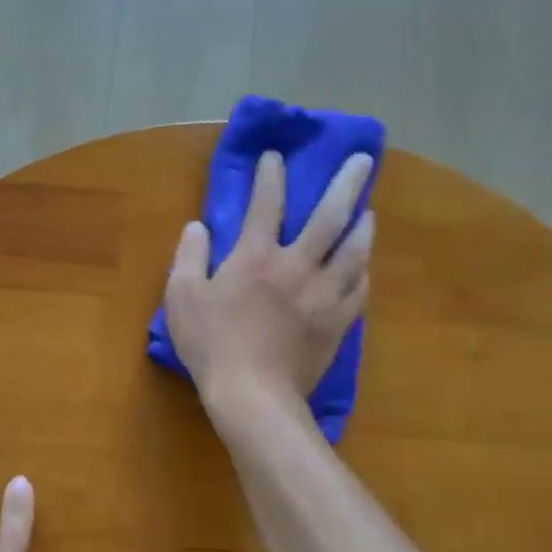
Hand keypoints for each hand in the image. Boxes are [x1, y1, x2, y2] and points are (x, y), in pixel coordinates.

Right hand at [163, 150, 374, 413]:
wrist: (253, 395)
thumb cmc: (211, 344)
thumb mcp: (182, 296)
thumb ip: (189, 256)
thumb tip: (198, 226)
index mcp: (256, 256)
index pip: (267, 204)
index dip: (271, 176)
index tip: (276, 157)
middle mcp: (297, 266)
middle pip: (330, 217)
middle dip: (347, 184)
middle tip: (364, 161)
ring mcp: (323, 295)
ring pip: (354, 251)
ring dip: (363, 226)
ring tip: (368, 213)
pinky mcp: (337, 323)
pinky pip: (358, 290)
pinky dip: (361, 272)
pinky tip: (363, 267)